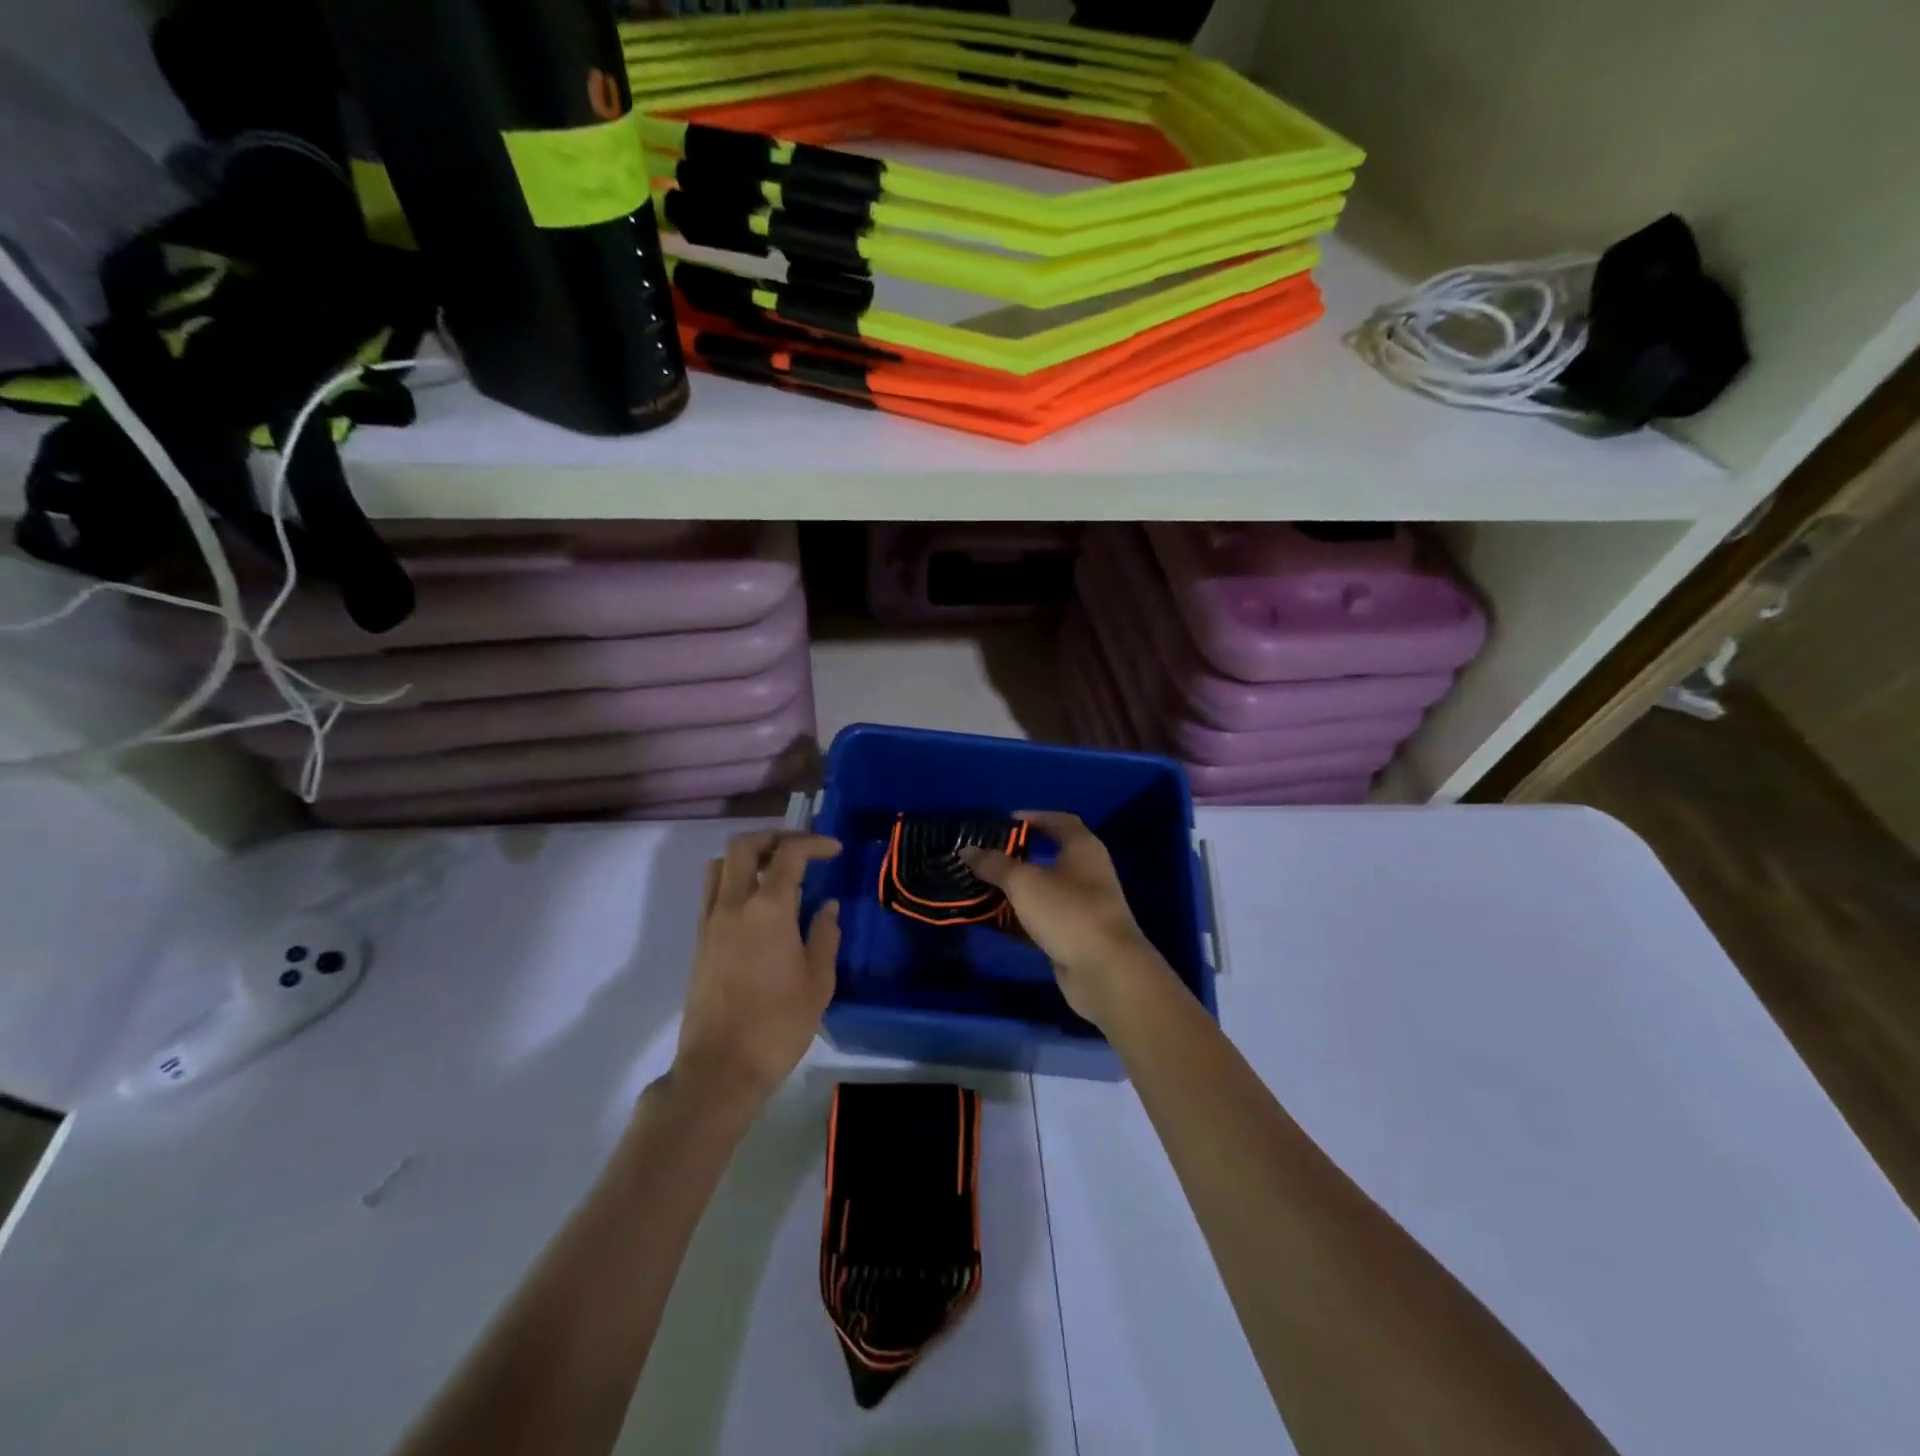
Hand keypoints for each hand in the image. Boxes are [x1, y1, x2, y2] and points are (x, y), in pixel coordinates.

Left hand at [673, 830, 841, 1109]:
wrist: (720, 1069)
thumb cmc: (778, 1025)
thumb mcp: (818, 982)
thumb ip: (824, 936)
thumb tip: (827, 907)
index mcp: (768, 910)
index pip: (788, 854)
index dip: (813, 843)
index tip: (834, 850)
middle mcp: (733, 905)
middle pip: (744, 846)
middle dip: (775, 837)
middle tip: (801, 850)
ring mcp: (711, 922)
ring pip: (720, 865)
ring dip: (748, 857)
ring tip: (775, 873)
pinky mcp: (699, 942)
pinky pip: (712, 893)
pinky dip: (734, 881)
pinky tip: (758, 907)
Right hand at [960, 811, 1163, 1027]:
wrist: (1106, 971)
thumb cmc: (1068, 912)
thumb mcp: (1025, 883)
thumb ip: (994, 865)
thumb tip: (968, 850)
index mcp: (1083, 849)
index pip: (1060, 821)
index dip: (1034, 817)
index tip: (1004, 821)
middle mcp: (1087, 873)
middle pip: (1049, 856)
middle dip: (1018, 856)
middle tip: (985, 856)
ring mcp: (1083, 906)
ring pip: (1043, 891)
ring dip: (1016, 890)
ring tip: (982, 887)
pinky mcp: (1075, 936)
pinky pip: (1042, 920)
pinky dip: (1020, 919)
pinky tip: (994, 920)